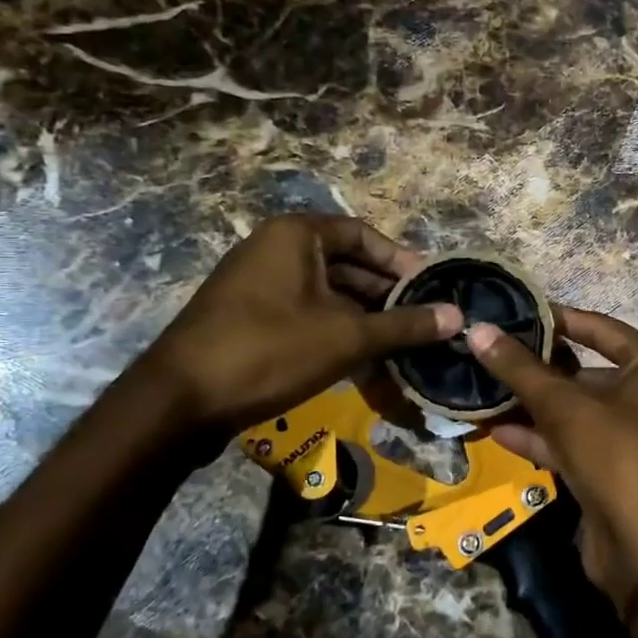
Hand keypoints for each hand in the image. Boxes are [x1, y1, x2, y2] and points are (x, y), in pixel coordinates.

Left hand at [146, 214, 460, 435]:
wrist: (179, 402)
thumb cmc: (269, 350)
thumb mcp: (347, 336)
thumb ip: (405, 324)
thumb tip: (458, 316)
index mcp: (296, 235)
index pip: (365, 235)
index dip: (402, 262)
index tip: (432, 290)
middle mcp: (275, 249)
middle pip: (348, 264)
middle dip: (387, 295)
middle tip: (423, 322)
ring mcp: (258, 284)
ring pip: (328, 293)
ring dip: (365, 317)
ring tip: (401, 345)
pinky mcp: (249, 317)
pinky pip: (306, 313)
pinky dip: (336, 331)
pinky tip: (364, 361)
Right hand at [468, 308, 637, 616]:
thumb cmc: (619, 457)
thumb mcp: (566, 407)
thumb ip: (521, 369)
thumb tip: (477, 330)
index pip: (599, 327)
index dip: (556, 318)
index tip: (513, 311)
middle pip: (583, 370)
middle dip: (536, 367)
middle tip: (487, 352)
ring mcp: (629, 436)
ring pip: (573, 410)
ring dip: (530, 404)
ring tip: (481, 389)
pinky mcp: (610, 470)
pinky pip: (570, 442)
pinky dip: (537, 437)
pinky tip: (494, 429)